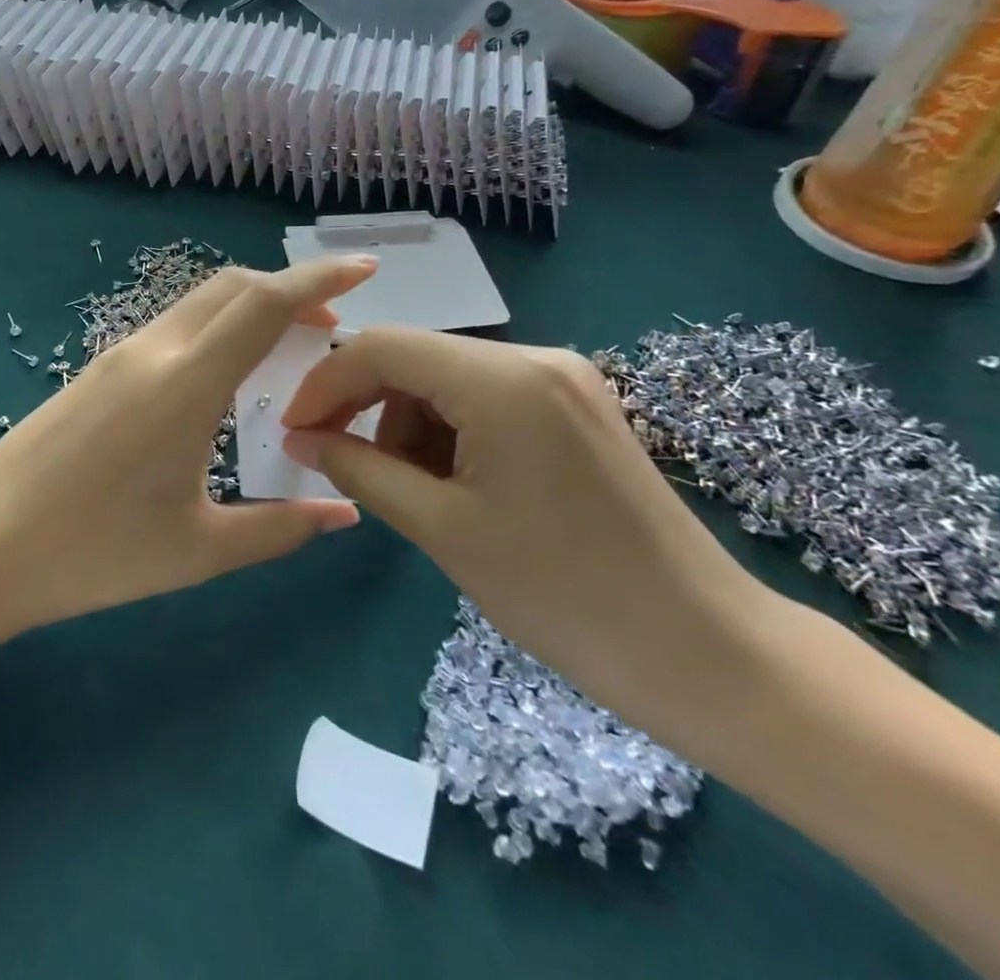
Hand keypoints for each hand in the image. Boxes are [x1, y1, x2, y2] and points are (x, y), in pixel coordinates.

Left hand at [0, 259, 376, 634]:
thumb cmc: (95, 553)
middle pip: (233, 287)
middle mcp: (153, 350)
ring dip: (250, 307)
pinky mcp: (96, 368)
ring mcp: (118, 354)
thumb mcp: (199, 550)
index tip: (363, 268)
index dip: (319, 278)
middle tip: (332, 322)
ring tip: (288, 345)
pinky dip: (215, 326)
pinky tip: (224, 372)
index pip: (264, 304)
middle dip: (290, 289)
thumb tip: (345, 515)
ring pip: (199, 303)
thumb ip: (280, 528)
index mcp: (186, 383)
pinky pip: (171, 326)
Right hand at [278, 329, 775, 748]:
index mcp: (502, 379)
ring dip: (409, 423)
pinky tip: (453, 484)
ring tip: (409, 489)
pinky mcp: (575, 406)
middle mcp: (533, 358)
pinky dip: (450, 431)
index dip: (326, 382)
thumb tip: (300, 440)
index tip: (294, 430)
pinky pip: (486, 398)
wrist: (706, 653)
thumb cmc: (563, 595)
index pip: (382, 346)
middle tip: (339, 460)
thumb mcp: (443, 529)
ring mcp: (561, 379)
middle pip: (415, 357)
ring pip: (447, 378)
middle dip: (367, 405)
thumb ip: (361, 470)